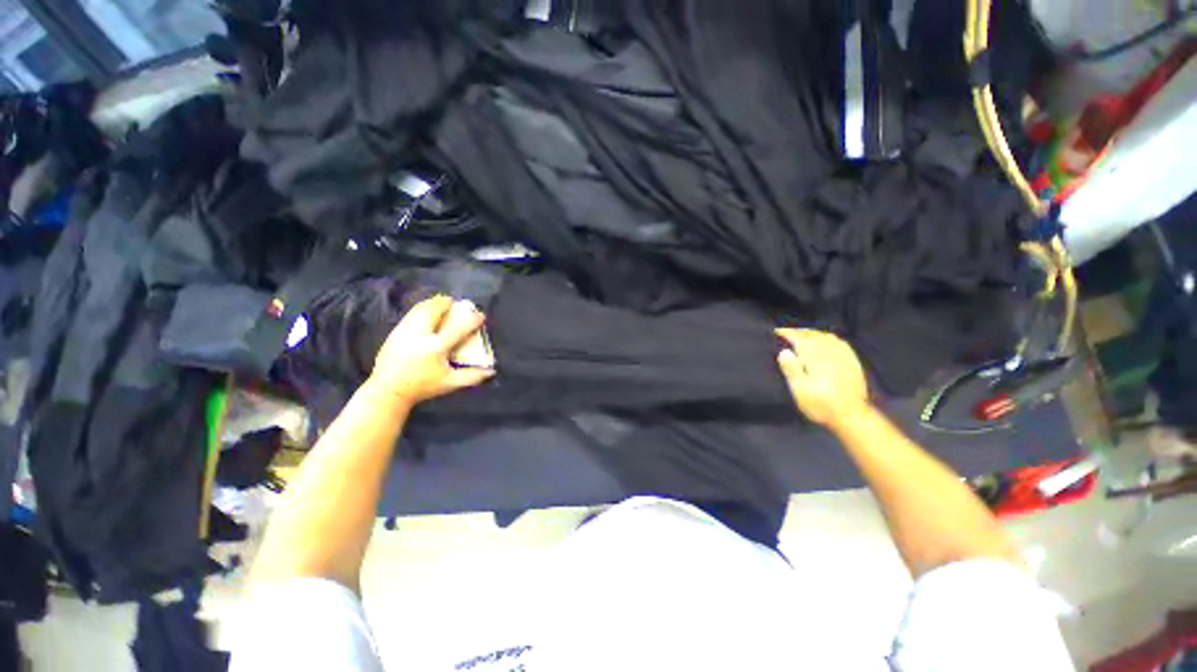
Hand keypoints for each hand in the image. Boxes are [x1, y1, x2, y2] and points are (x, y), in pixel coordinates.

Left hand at [368, 295, 494, 406]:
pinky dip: (422, 309)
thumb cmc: (422, 387)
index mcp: (436, 347)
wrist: (388, 390)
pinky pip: (411, 314)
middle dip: (446, 303)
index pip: (458, 328)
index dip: (472, 320)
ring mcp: (404, 331)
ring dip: (433, 303)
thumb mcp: (450, 383)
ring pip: (420, 309)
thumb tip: (491, 370)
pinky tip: (427, 313)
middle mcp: (420, 335)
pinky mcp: (395, 332)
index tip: (481, 315)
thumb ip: (472, 376)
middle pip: (434, 310)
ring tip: (442, 304)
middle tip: (455, 303)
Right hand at [776, 328, 868, 426]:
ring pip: (826, 336)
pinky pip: (839, 342)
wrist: (851, 416)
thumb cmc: (820, 404)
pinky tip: (825, 342)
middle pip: (812, 334)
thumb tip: (784, 351)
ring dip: (813, 333)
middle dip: (799, 331)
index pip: (798, 338)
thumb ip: (791, 369)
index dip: (786, 333)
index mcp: (815, 357)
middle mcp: (829, 351)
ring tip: (803, 336)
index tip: (776, 331)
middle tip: (787, 333)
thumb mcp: (799, 390)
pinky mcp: (852, 361)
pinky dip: (828, 338)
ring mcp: (843, 355)